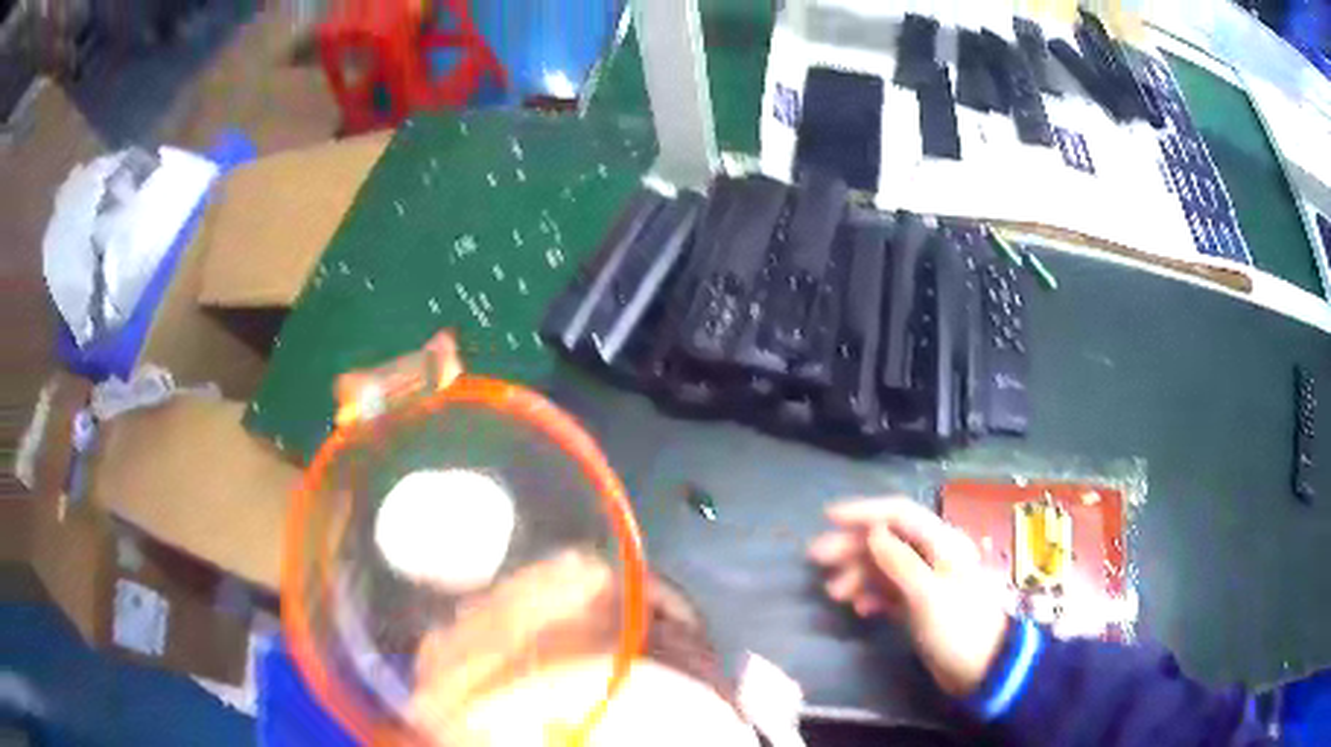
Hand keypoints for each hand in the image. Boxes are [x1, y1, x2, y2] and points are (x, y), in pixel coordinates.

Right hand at [808, 497, 1008, 696]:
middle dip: (852, 546)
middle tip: (816, 559)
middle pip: (887, 539)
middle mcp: (933, 555)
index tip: (827, 517)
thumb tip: (873, 532)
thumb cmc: (958, 626)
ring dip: (857, 574)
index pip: (899, 514)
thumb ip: (899, 561)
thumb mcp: (928, 594)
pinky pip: (888, 591)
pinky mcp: (919, 605)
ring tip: (835, 594)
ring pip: (883, 566)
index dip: (864, 511)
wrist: (980, 669)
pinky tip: (859, 609)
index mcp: (942, 542)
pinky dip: (871, 595)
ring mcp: (925, 581)